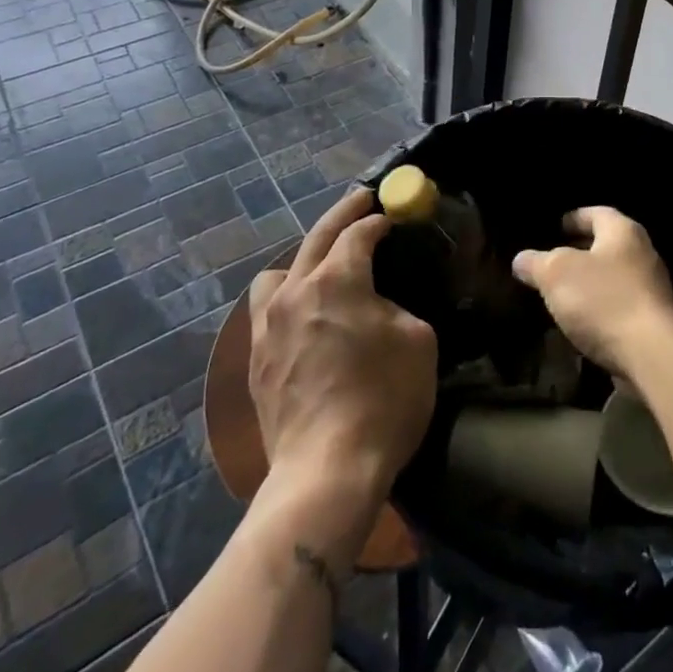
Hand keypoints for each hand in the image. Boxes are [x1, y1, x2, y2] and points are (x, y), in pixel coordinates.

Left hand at [248, 189, 437, 503]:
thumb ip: (397, 307)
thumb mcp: (417, 341)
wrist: (326, 472)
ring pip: (279, 273)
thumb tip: (379, 305)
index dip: (378, 220)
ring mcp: (267, 326)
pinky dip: (286, 300)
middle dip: (343, 214)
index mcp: (337, 280)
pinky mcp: (254, 360)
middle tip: (361, 199)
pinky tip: (303, 318)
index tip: (392, 215)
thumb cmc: (382, 401)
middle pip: (317, 237)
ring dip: (304, 260)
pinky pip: (265, 311)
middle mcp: (296, 291)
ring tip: (323, 270)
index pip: (358, 233)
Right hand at [511, 207, 672, 378]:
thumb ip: (536, 263)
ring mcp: (652, 289)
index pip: (597, 213)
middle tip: (553, 261)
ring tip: (561, 293)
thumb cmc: (603, 299)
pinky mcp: (653, 322)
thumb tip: (521, 259)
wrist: (652, 355)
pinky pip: (620, 306)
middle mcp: (642, 254)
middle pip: (607, 245)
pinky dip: (601, 309)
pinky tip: (581, 323)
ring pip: (613, 277)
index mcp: (623, 231)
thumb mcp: (556, 274)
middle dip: (580, 252)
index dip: (574, 218)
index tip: (556, 227)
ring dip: (590, 283)